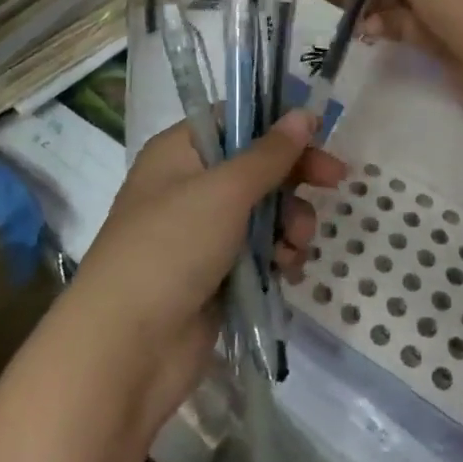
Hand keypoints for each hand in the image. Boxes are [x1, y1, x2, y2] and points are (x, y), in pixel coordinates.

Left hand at [67, 111, 341, 434]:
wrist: (127, 348)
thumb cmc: (171, 247)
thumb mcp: (225, 190)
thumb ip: (270, 154)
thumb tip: (304, 113)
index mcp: (179, 152)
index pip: (234, 121)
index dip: (276, 125)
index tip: (317, 134)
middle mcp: (188, 186)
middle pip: (255, 167)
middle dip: (293, 177)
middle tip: (336, 181)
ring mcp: (200, 234)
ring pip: (263, 212)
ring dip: (289, 222)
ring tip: (296, 245)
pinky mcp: (214, 275)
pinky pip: (258, 251)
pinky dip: (277, 255)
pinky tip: (288, 269)